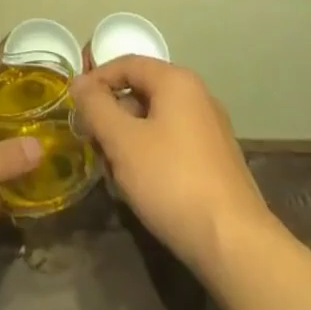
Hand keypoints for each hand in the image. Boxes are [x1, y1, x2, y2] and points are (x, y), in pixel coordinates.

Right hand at [71, 56, 271, 278]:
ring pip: (156, 122)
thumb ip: (96, 106)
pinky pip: (174, 144)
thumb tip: (78, 82)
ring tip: (113, 173)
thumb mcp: (122, 141)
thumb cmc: (172, 181)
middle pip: (141, 93)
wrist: (235, 245)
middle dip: (112, 117)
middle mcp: (197, 96)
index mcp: (176, 81)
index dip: (96, 80)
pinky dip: (151, 156)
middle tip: (92, 144)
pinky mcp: (217, 162)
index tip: (75, 106)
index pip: (126, 64)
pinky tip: (141, 188)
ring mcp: (211, 130)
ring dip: (129, 140)